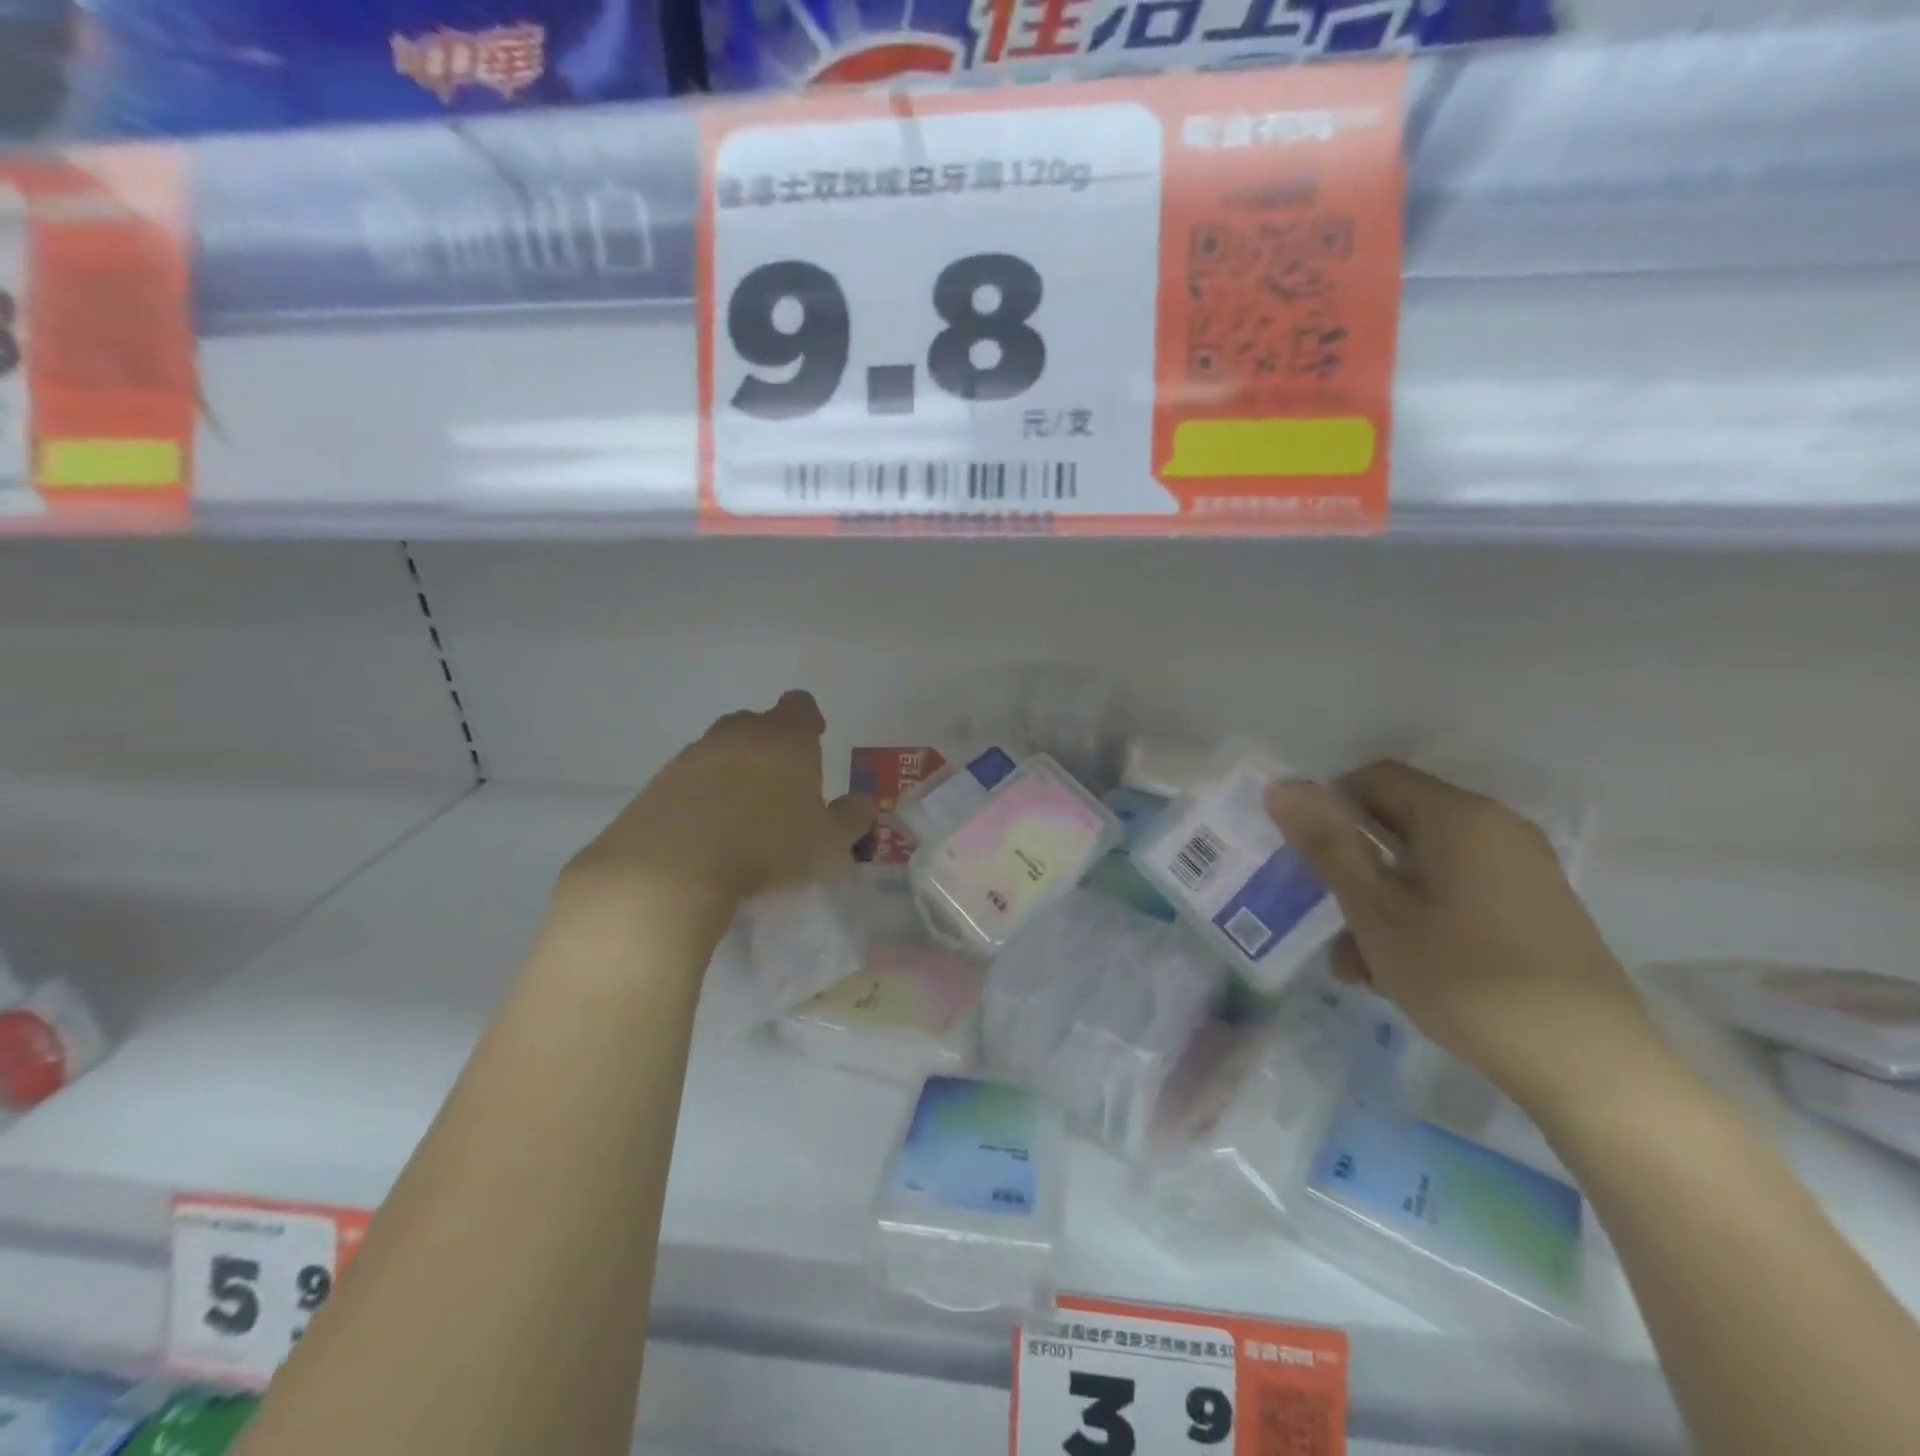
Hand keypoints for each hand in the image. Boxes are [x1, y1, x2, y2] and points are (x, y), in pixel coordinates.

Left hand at [562, 691, 875, 918]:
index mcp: (785, 739)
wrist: (671, 867)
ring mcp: (693, 756)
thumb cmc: (767, 846)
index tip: (815, 740)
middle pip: (757, 723)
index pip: (801, 706)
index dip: (810, 720)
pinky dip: (702, 795)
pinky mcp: (659, 783)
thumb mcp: (828, 844)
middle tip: (781, 785)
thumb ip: (852, 819)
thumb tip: (864, 803)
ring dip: (733, 771)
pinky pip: (690, 779)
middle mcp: (738, 735)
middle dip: (770, 746)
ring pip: (721, 750)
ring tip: (742, 815)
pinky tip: (707, 832)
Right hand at [1266, 761, 1662, 1115]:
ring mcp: (1519, 871)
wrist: (1590, 1068)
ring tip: (1356, 965)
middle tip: (1322, 918)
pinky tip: (1398, 973)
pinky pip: (1455, 894)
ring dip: (1379, 903)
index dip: (1328, 808)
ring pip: (1422, 867)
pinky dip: (1418, 918)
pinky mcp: (1532, 910)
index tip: (1305, 859)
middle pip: (1397, 823)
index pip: (1373, 778)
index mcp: (1458, 816)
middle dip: (1350, 866)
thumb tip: (1282, 786)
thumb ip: (1327, 844)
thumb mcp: (1376, 911)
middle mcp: (1495, 829)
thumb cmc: (1466, 978)